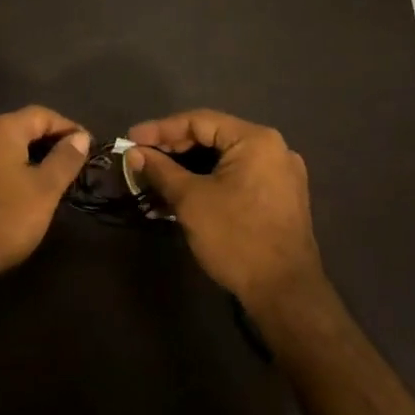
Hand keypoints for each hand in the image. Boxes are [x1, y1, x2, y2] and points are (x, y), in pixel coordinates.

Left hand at [0, 106, 89, 291]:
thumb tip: (80, 137)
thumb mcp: (43, 191)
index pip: (42, 114)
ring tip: (51, 183)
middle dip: (49, 143)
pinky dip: (9, 173)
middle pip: (21, 128)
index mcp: (1, 129)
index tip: (89, 148)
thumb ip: (64, 160)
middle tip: (73, 166)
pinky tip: (18, 196)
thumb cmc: (0, 219)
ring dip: (29, 159)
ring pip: (3, 148)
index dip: (69, 128)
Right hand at [126, 109, 320, 306]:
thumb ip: (161, 170)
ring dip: (189, 166)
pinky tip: (184, 192)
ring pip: (224, 158)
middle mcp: (274, 148)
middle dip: (174, 148)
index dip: (160, 129)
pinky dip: (209, 180)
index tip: (130, 140)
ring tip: (156, 176)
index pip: (199, 121)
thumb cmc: (236, 237)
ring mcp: (281, 174)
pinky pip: (238, 176)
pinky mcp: (280, 197)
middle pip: (213, 137)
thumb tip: (135, 153)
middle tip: (141, 158)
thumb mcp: (190, 200)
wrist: (284, 293)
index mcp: (256, 139)